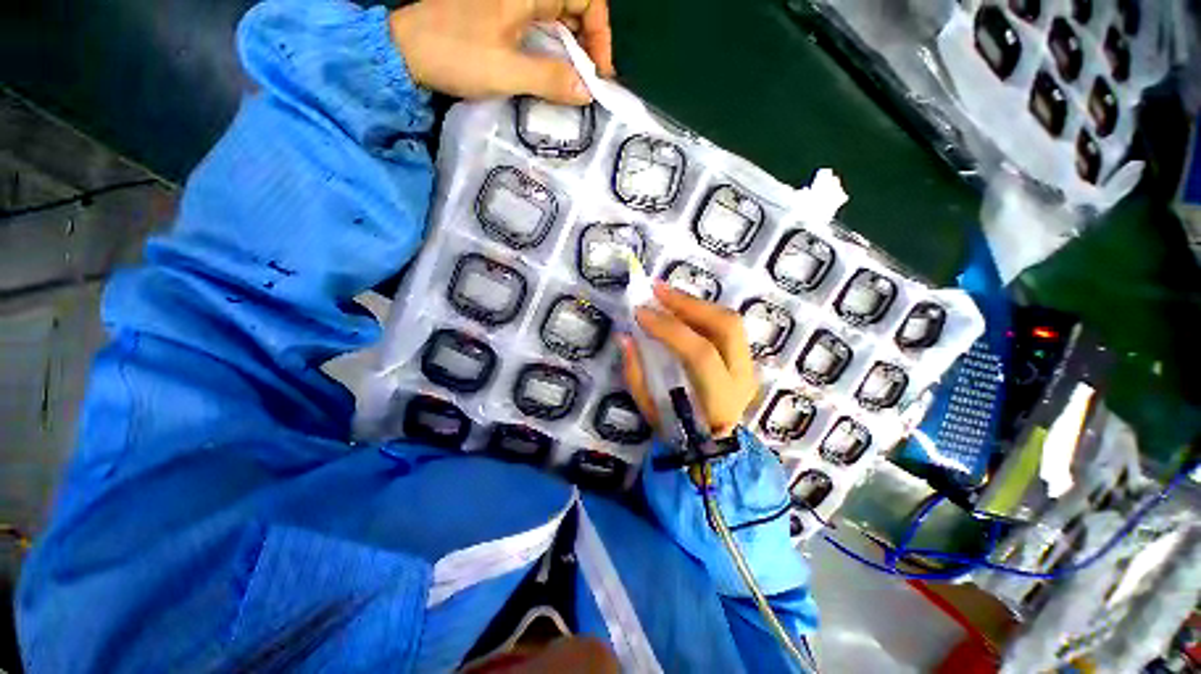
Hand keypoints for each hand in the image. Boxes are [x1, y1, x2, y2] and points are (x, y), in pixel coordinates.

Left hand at [389, 0, 613, 104]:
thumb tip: (587, 91)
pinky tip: (552, 74)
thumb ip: (550, 78)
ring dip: (571, 50)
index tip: (600, 70)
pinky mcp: (502, 16)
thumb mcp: (507, 71)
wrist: (406, 49)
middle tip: (589, 82)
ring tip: (574, 84)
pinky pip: (539, 27)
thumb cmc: (455, 54)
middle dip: (588, 44)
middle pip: (574, 7)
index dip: (599, 33)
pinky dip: (552, 49)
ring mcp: (512, 2)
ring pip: (557, 18)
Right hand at [620, 282, 758, 439]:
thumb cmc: (678, 430)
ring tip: (666, 295)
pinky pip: (726, 326)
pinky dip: (702, 312)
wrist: (713, 446)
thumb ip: (636, 372)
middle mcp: (742, 377)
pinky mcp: (746, 358)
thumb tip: (625, 336)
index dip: (668, 328)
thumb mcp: (650, 408)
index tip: (640, 313)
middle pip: (725, 326)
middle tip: (657, 291)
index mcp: (719, 398)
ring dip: (695, 303)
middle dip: (689, 303)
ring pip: (730, 321)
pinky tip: (680, 307)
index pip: (698, 353)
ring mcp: (748, 366)